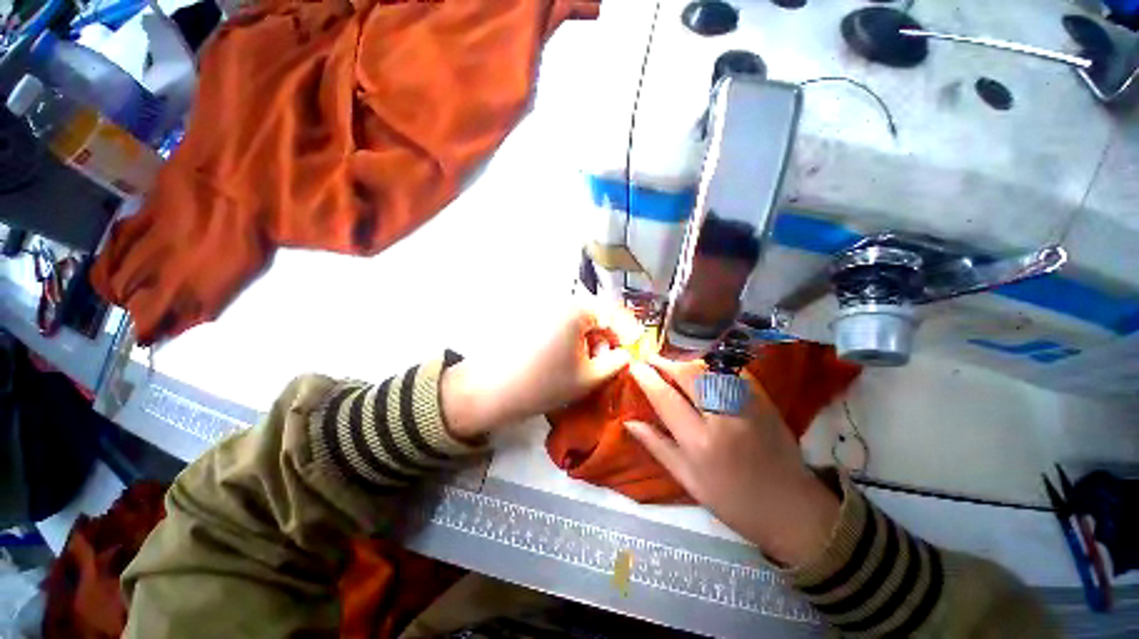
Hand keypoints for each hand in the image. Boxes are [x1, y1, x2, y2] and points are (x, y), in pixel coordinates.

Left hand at [441, 301, 636, 440]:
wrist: (493, 390)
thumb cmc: (545, 384)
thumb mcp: (589, 377)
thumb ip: (616, 363)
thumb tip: (626, 354)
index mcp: (578, 310)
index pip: (614, 315)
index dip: (628, 335)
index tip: (634, 353)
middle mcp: (561, 301)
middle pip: (596, 315)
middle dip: (608, 337)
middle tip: (611, 361)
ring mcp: (544, 308)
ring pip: (579, 320)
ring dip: (591, 338)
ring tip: (590, 363)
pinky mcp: (533, 318)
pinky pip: (563, 323)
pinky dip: (574, 337)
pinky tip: (570, 357)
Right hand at [626, 357, 839, 566]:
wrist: (791, 508)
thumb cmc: (732, 501)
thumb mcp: (688, 480)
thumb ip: (657, 446)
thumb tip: (629, 422)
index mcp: (700, 443)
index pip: (665, 398)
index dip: (647, 377)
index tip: (634, 366)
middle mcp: (723, 418)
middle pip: (689, 375)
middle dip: (665, 362)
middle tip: (650, 358)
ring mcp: (747, 405)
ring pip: (710, 369)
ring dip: (686, 361)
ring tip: (671, 362)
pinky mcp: (764, 399)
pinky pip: (732, 372)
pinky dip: (712, 365)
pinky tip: (701, 367)